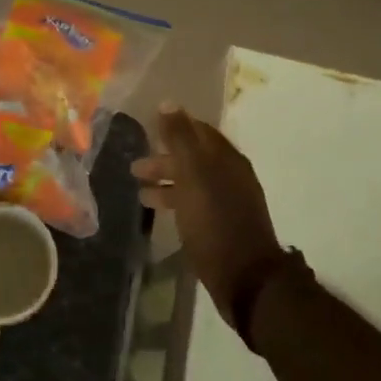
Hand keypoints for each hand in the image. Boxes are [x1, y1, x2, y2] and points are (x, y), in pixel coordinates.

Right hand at [132, 104, 285, 333]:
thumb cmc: (215, 221)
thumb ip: (179, 138)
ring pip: (192, 183)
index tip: (148, 127)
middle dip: (164, 158)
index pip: (199, 131)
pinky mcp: (223, 226)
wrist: (245, 277)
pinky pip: (194, 203)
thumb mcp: (192, 175)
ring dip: (166, 183)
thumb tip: (168, 103)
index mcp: (226, 158)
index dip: (174, 126)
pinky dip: (175, 201)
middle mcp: (230, 175)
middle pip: (194, 158)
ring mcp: (229, 202)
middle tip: (135, 167)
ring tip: (139, 193)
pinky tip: (160, 213)